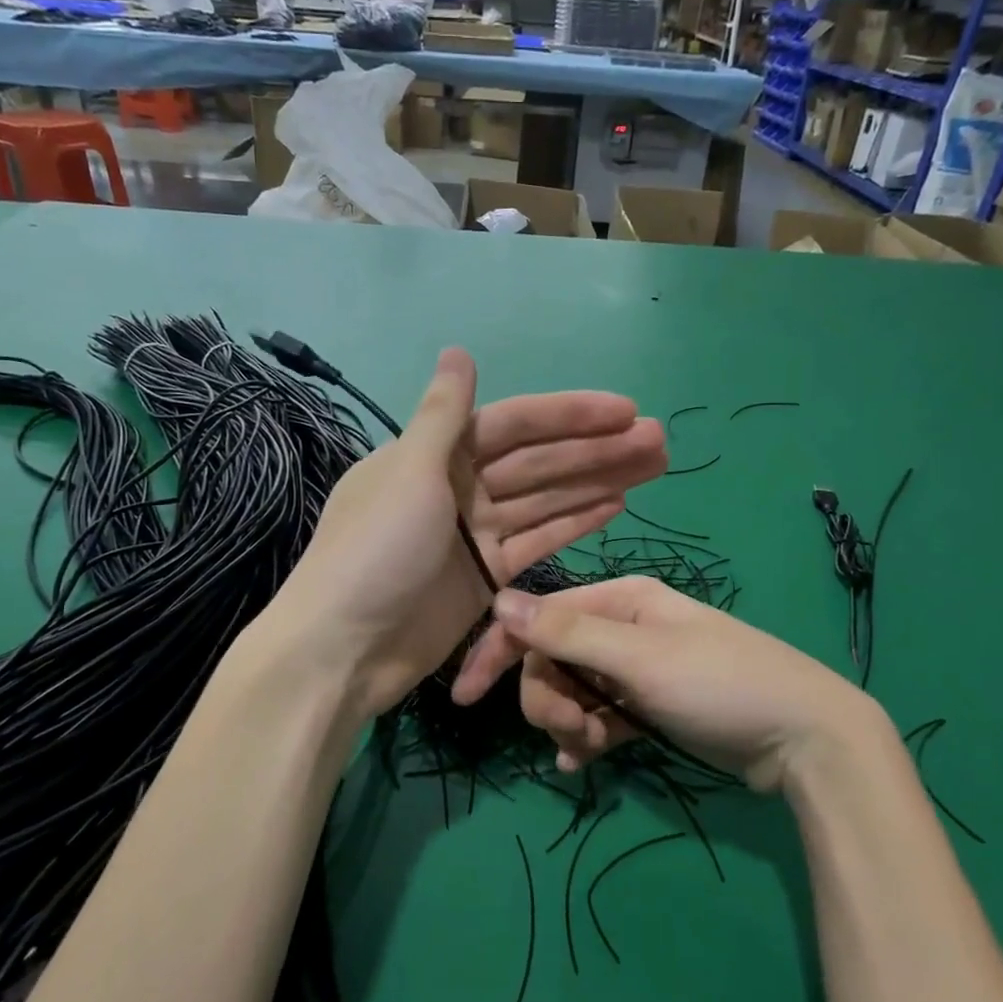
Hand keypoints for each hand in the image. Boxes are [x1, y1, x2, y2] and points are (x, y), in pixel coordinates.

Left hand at [266, 350, 666, 721]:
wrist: (343, 650)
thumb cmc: (373, 553)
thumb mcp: (408, 474)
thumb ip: (443, 415)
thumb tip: (459, 351)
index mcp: (436, 455)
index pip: (515, 425)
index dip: (570, 416)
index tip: (626, 411)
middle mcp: (458, 487)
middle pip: (539, 462)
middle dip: (597, 450)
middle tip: (660, 440)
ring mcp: (474, 534)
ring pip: (546, 500)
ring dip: (597, 482)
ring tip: (654, 466)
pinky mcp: (487, 576)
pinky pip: (538, 540)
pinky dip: (574, 522)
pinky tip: (616, 505)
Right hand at [451, 577, 890, 793]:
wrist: (805, 739)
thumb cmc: (721, 685)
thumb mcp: (641, 658)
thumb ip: (568, 632)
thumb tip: (500, 600)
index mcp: (620, 600)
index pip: (538, 618)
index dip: (498, 652)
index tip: (463, 697)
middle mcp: (623, 627)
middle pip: (552, 658)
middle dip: (549, 698)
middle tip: (574, 732)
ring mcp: (636, 668)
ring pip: (572, 690)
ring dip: (568, 722)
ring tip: (593, 749)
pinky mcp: (648, 706)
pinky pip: (597, 716)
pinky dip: (584, 737)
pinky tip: (581, 763)